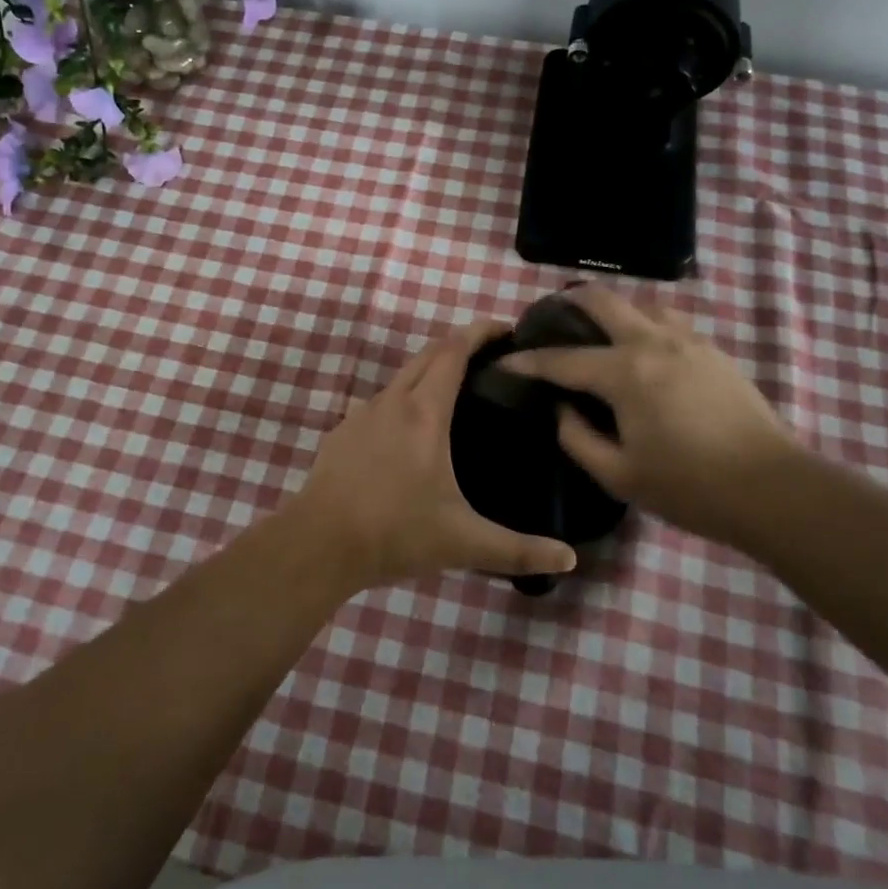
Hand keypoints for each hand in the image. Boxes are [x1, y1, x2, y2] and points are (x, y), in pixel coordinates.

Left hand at [281, 322, 580, 589]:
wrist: (318, 545)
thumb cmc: (395, 533)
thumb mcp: (463, 543)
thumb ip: (518, 550)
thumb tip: (569, 560)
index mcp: (424, 413)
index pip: (454, 351)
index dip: (480, 332)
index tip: (505, 329)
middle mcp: (392, 401)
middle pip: (428, 354)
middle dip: (459, 344)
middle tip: (490, 356)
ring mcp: (361, 414)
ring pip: (402, 376)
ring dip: (430, 371)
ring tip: (457, 391)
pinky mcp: (342, 432)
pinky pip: (381, 402)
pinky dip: (404, 398)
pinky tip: (411, 431)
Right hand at [501, 287, 803, 545]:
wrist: (773, 490)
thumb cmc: (689, 487)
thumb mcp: (619, 475)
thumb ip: (577, 437)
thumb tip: (561, 408)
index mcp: (626, 373)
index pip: (562, 359)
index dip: (527, 361)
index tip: (502, 362)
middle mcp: (654, 343)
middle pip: (603, 301)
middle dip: (568, 303)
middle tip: (548, 318)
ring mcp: (689, 342)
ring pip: (641, 305)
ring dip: (612, 310)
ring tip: (597, 332)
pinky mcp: (714, 351)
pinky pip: (668, 323)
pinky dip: (643, 326)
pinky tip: (642, 352)